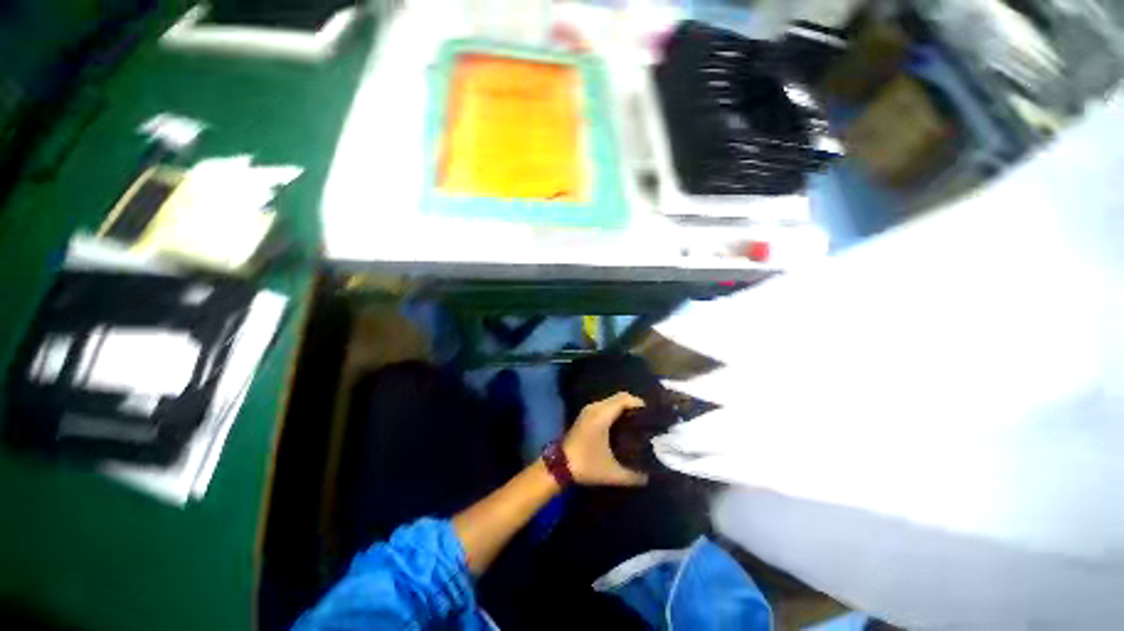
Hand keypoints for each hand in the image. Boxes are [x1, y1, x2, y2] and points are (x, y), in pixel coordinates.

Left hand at [562, 392, 647, 486]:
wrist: (559, 466)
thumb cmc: (586, 465)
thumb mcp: (612, 473)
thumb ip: (632, 476)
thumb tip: (648, 478)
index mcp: (602, 415)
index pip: (623, 399)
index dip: (638, 403)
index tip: (650, 413)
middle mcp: (595, 408)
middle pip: (618, 397)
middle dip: (632, 405)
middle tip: (646, 418)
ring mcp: (588, 410)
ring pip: (610, 401)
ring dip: (623, 407)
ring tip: (636, 421)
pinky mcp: (584, 415)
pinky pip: (604, 405)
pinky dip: (614, 410)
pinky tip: (620, 424)